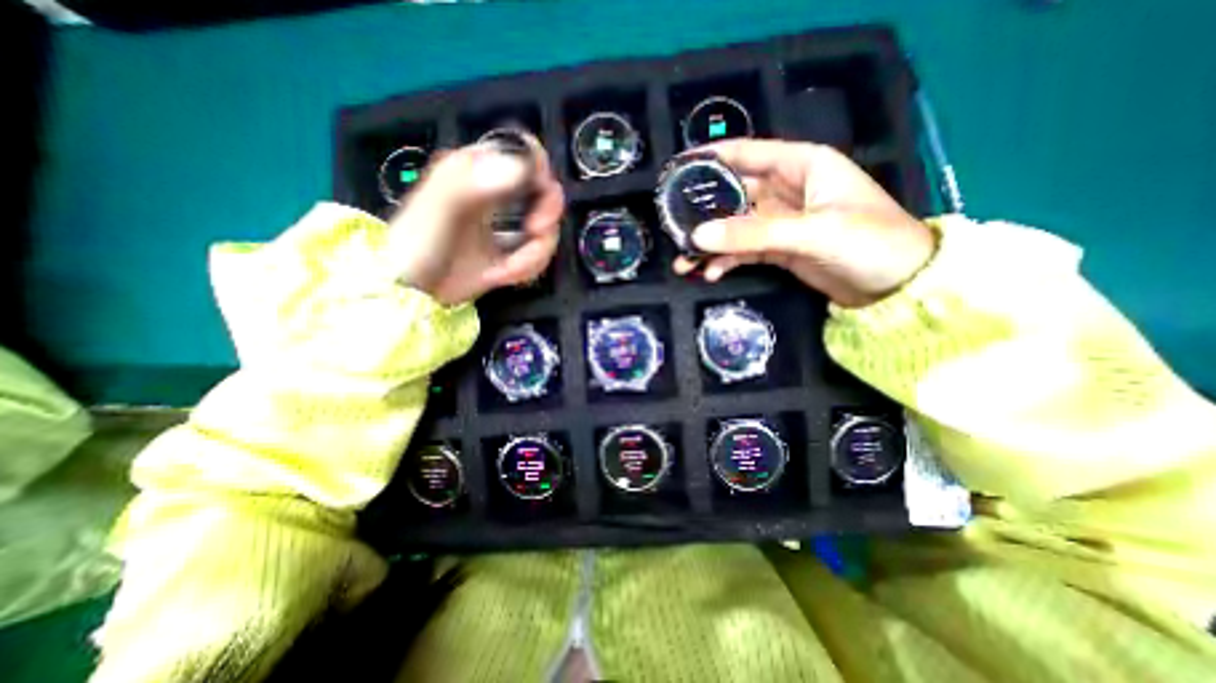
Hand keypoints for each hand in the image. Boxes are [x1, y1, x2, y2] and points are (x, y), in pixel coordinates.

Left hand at [383, 138, 564, 303]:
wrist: (415, 293)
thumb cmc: (417, 247)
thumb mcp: (437, 210)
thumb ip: (471, 183)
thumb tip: (519, 167)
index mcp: (479, 170)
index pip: (524, 151)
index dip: (540, 170)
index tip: (538, 196)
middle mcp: (499, 193)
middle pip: (545, 192)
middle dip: (546, 215)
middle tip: (534, 231)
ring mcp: (509, 225)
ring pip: (546, 228)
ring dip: (535, 253)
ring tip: (507, 270)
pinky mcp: (514, 251)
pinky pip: (539, 254)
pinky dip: (528, 268)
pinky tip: (505, 276)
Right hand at [669, 138, 933, 307]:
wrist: (897, 286)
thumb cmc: (870, 243)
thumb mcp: (811, 233)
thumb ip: (753, 234)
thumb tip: (699, 236)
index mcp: (803, 166)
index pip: (750, 153)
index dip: (714, 158)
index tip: (679, 168)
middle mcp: (787, 190)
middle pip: (735, 195)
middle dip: (704, 212)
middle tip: (673, 228)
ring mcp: (780, 223)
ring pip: (735, 228)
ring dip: (710, 245)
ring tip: (683, 263)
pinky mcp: (778, 250)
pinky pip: (743, 251)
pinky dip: (726, 261)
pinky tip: (710, 273)